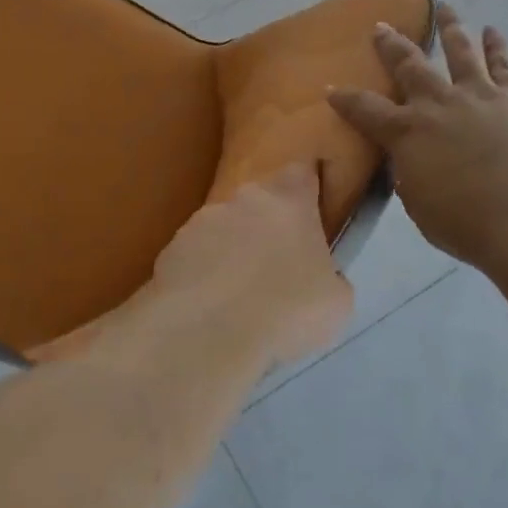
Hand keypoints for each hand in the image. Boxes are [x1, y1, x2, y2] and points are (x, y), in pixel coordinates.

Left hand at [150, 163, 352, 367]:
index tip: (309, 219)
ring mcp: (201, 221)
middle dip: (265, 228)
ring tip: (236, 299)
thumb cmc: (288, 309)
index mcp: (289, 200)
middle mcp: (243, 197)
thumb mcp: (336, 301)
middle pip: (259, 202)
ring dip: (231, 252)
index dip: (305, 193)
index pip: (301, 174)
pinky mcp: (170, 249)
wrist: (208, 332)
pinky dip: (201, 275)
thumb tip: (320, 278)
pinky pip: (194, 257)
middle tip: (274, 270)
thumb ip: (329, 275)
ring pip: (223, 229)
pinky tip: (207, 309)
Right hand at [328, 6, 507, 273]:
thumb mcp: (420, 206)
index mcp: (407, 133)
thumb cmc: (466, 223)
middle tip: (381, 27)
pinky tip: (492, 31)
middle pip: (409, 66)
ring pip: (459, 52)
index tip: (330, 87)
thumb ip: (410, 177)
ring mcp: (478, 96)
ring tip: (444, 6)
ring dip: (449, 28)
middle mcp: (438, 104)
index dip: (345, 99)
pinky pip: (503, 66)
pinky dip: (496, 46)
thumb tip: (410, 161)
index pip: (366, 110)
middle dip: (391, 45)